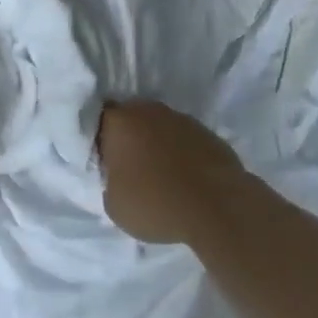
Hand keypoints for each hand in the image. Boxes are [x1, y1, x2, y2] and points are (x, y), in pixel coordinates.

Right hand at [98, 100, 246, 244]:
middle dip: (128, 137)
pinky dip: (181, 153)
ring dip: (156, 144)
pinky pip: (185, 140)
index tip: (103, 160)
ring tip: (159, 174)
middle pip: (131, 119)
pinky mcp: (209, 133)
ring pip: (160, 127)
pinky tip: (184, 178)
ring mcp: (182, 119)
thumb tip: (118, 175)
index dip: (99, 138)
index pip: (99, 119)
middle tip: (128, 166)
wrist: (217, 207)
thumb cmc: (155, 203)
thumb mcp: (113, 203)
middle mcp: (149, 111)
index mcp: (120, 122)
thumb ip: (109, 180)